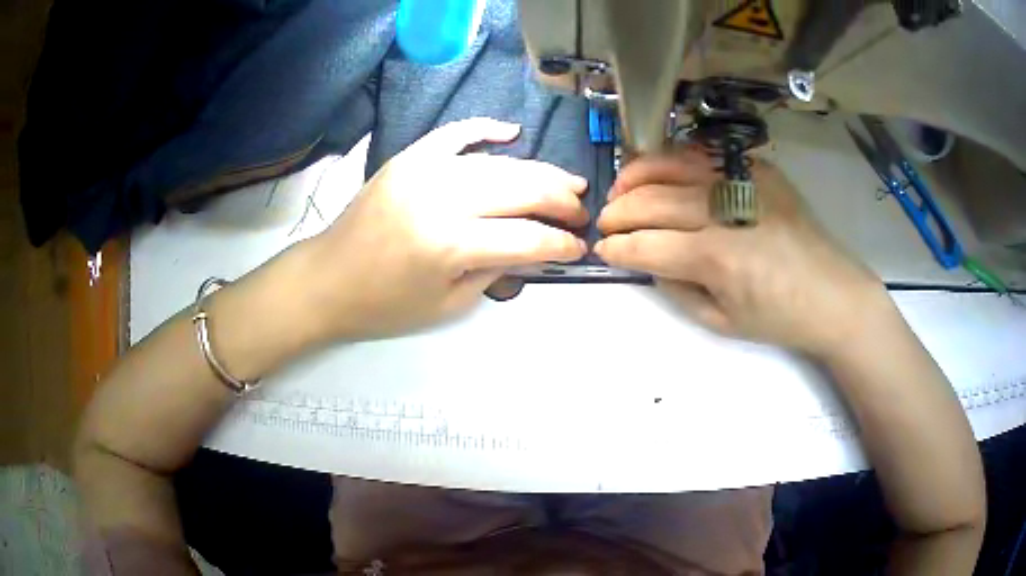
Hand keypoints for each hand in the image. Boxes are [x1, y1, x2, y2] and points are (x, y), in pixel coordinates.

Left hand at [302, 117, 588, 339]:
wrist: (327, 280)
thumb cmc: (384, 306)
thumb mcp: (449, 305)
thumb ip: (498, 270)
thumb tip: (536, 247)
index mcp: (450, 244)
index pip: (526, 237)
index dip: (560, 242)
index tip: (580, 246)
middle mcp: (441, 198)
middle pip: (519, 189)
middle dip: (560, 200)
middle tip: (582, 209)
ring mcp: (422, 170)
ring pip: (497, 163)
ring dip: (538, 171)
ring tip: (566, 181)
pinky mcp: (408, 158)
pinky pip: (454, 134)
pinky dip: (485, 129)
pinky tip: (512, 132)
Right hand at [595, 150, 884, 357]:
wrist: (833, 293)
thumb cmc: (780, 317)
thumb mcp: (722, 321)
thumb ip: (676, 287)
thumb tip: (646, 258)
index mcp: (716, 257)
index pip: (646, 244)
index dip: (617, 248)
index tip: (602, 250)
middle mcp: (725, 210)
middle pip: (652, 200)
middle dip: (618, 211)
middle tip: (605, 220)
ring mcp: (742, 180)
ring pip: (672, 165)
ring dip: (637, 175)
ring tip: (621, 188)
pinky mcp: (758, 168)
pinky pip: (704, 155)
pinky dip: (674, 160)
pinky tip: (662, 172)